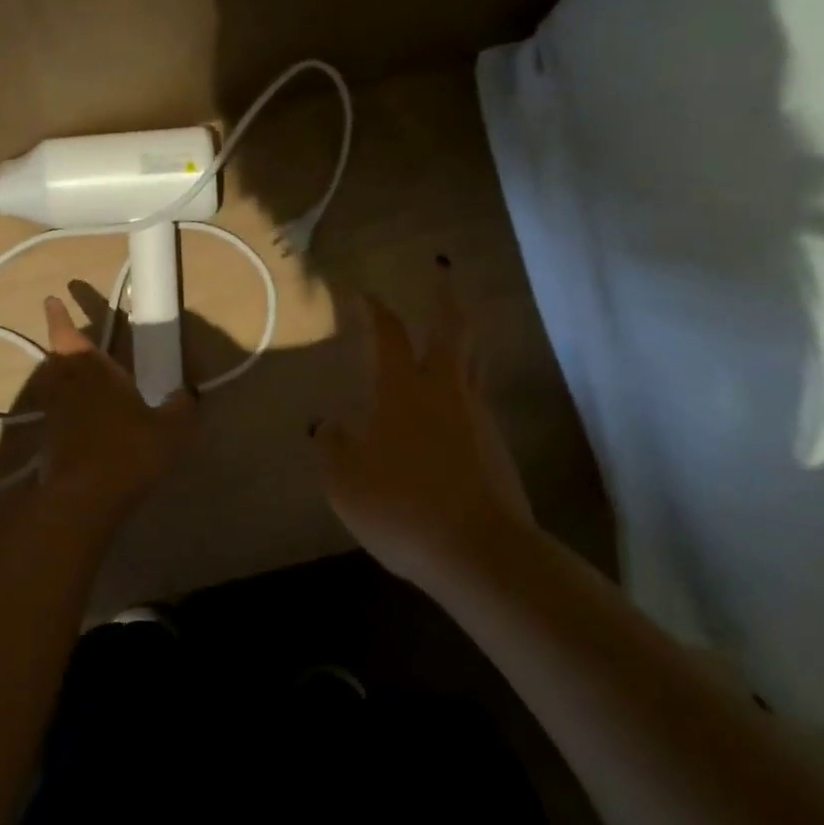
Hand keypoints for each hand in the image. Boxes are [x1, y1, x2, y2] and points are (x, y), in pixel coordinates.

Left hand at [31, 295, 197, 528]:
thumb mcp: (171, 429)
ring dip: (63, 377)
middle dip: (64, 346)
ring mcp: (55, 415)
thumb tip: (188, 392)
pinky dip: (67, 409)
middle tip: (75, 340)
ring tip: (83, 379)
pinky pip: (58, 413)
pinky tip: (86, 421)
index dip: (59, 317)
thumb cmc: (127, 451)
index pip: (68, 335)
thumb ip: (182, 407)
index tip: (52, 299)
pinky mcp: (50, 442)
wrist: (83, 501)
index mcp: (93, 371)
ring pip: (56, 386)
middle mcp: (68, 386)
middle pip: (58, 359)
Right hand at [315, 269, 530, 591]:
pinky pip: (477, 400)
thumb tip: (327, 425)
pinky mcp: (496, 446)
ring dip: (461, 339)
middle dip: (445, 296)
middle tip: (444, 270)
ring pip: (472, 362)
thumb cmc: (403, 506)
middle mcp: (444, 390)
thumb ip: (331, 447)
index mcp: (403, 389)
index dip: (375, 309)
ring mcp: (476, 416)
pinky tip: (450, 406)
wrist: (482, 553)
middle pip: (452, 330)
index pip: (389, 334)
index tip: (364, 293)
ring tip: (450, 332)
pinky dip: (464, 385)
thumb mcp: (345, 481)